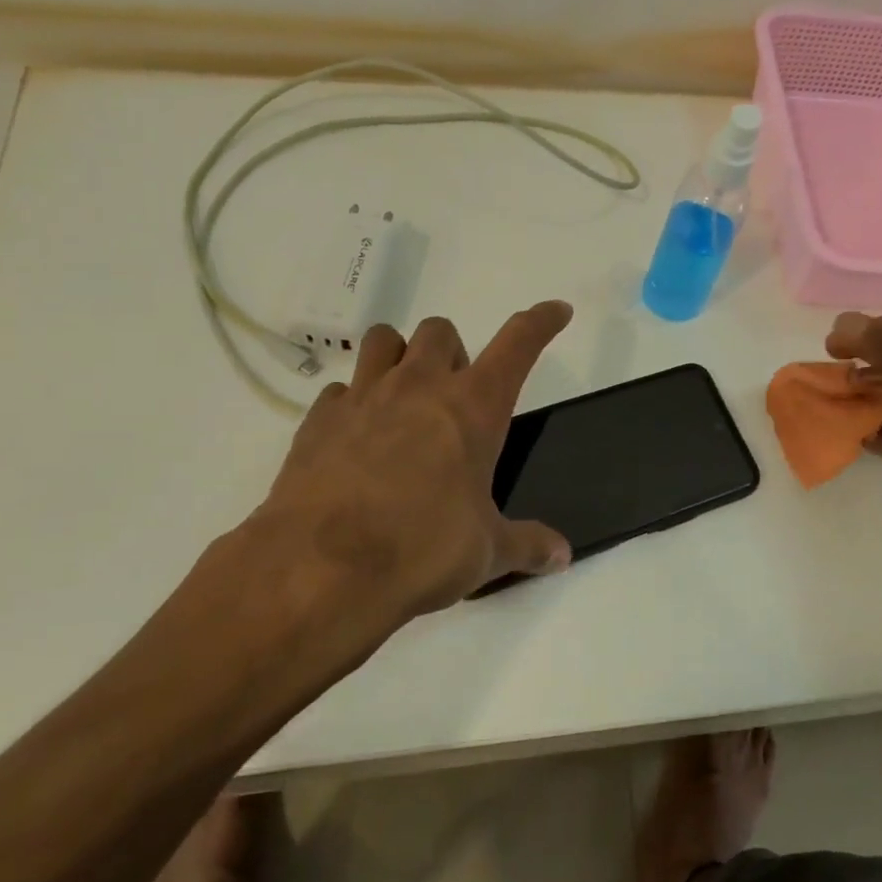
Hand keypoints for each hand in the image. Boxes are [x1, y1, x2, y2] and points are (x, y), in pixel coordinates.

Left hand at [186, 303, 574, 689]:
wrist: (320, 570)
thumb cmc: (421, 551)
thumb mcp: (486, 552)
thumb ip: (527, 544)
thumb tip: (562, 555)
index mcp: (472, 408)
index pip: (517, 345)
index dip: (541, 322)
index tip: (556, 311)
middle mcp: (419, 387)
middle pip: (441, 331)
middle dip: (454, 353)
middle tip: (456, 398)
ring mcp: (363, 398)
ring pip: (384, 340)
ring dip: (401, 357)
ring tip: (405, 399)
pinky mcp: (318, 420)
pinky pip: (341, 389)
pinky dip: (355, 402)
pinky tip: (358, 438)